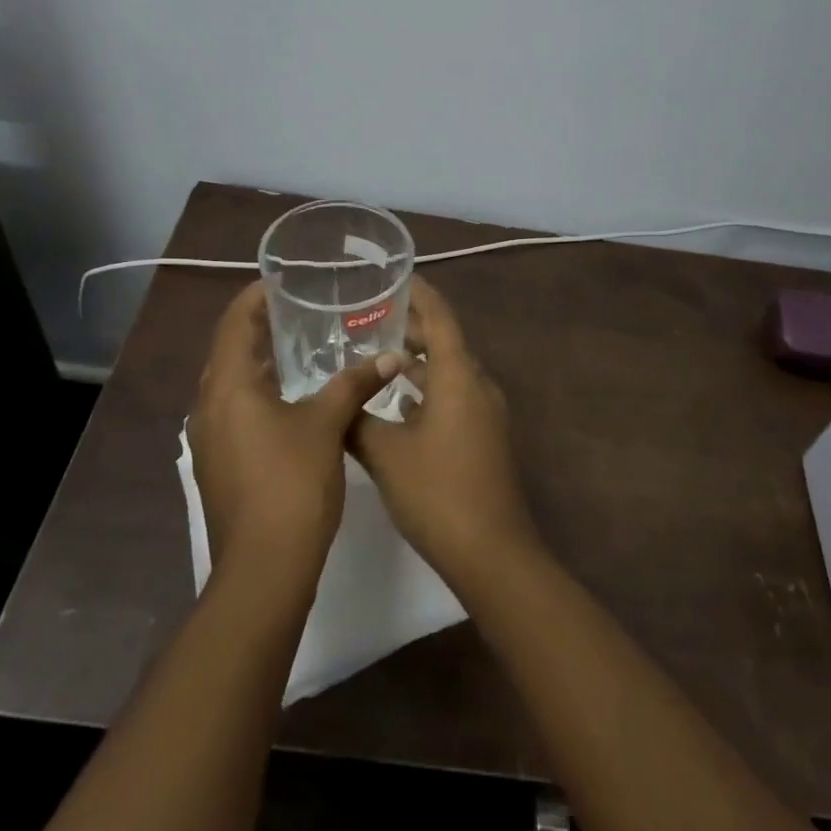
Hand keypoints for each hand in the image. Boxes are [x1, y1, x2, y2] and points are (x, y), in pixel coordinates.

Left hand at [189, 281, 407, 581]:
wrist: (264, 568)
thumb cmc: (292, 484)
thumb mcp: (328, 424)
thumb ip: (355, 383)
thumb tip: (391, 356)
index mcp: (228, 387)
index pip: (235, 322)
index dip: (256, 296)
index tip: (283, 280)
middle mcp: (208, 406)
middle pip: (230, 351)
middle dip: (261, 327)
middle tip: (300, 309)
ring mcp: (209, 438)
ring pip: (232, 384)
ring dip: (260, 362)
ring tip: (300, 347)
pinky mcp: (219, 463)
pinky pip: (235, 410)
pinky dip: (259, 393)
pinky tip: (293, 399)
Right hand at [350, 278, 539, 589]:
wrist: (491, 553)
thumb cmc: (438, 493)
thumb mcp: (386, 454)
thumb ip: (358, 420)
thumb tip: (338, 400)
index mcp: (459, 377)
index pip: (440, 318)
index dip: (419, 294)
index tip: (393, 277)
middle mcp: (478, 386)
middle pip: (444, 343)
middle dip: (410, 329)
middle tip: (368, 318)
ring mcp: (485, 414)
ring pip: (448, 373)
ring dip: (416, 363)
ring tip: (375, 357)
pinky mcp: (484, 438)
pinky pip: (453, 398)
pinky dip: (426, 391)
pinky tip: (396, 406)